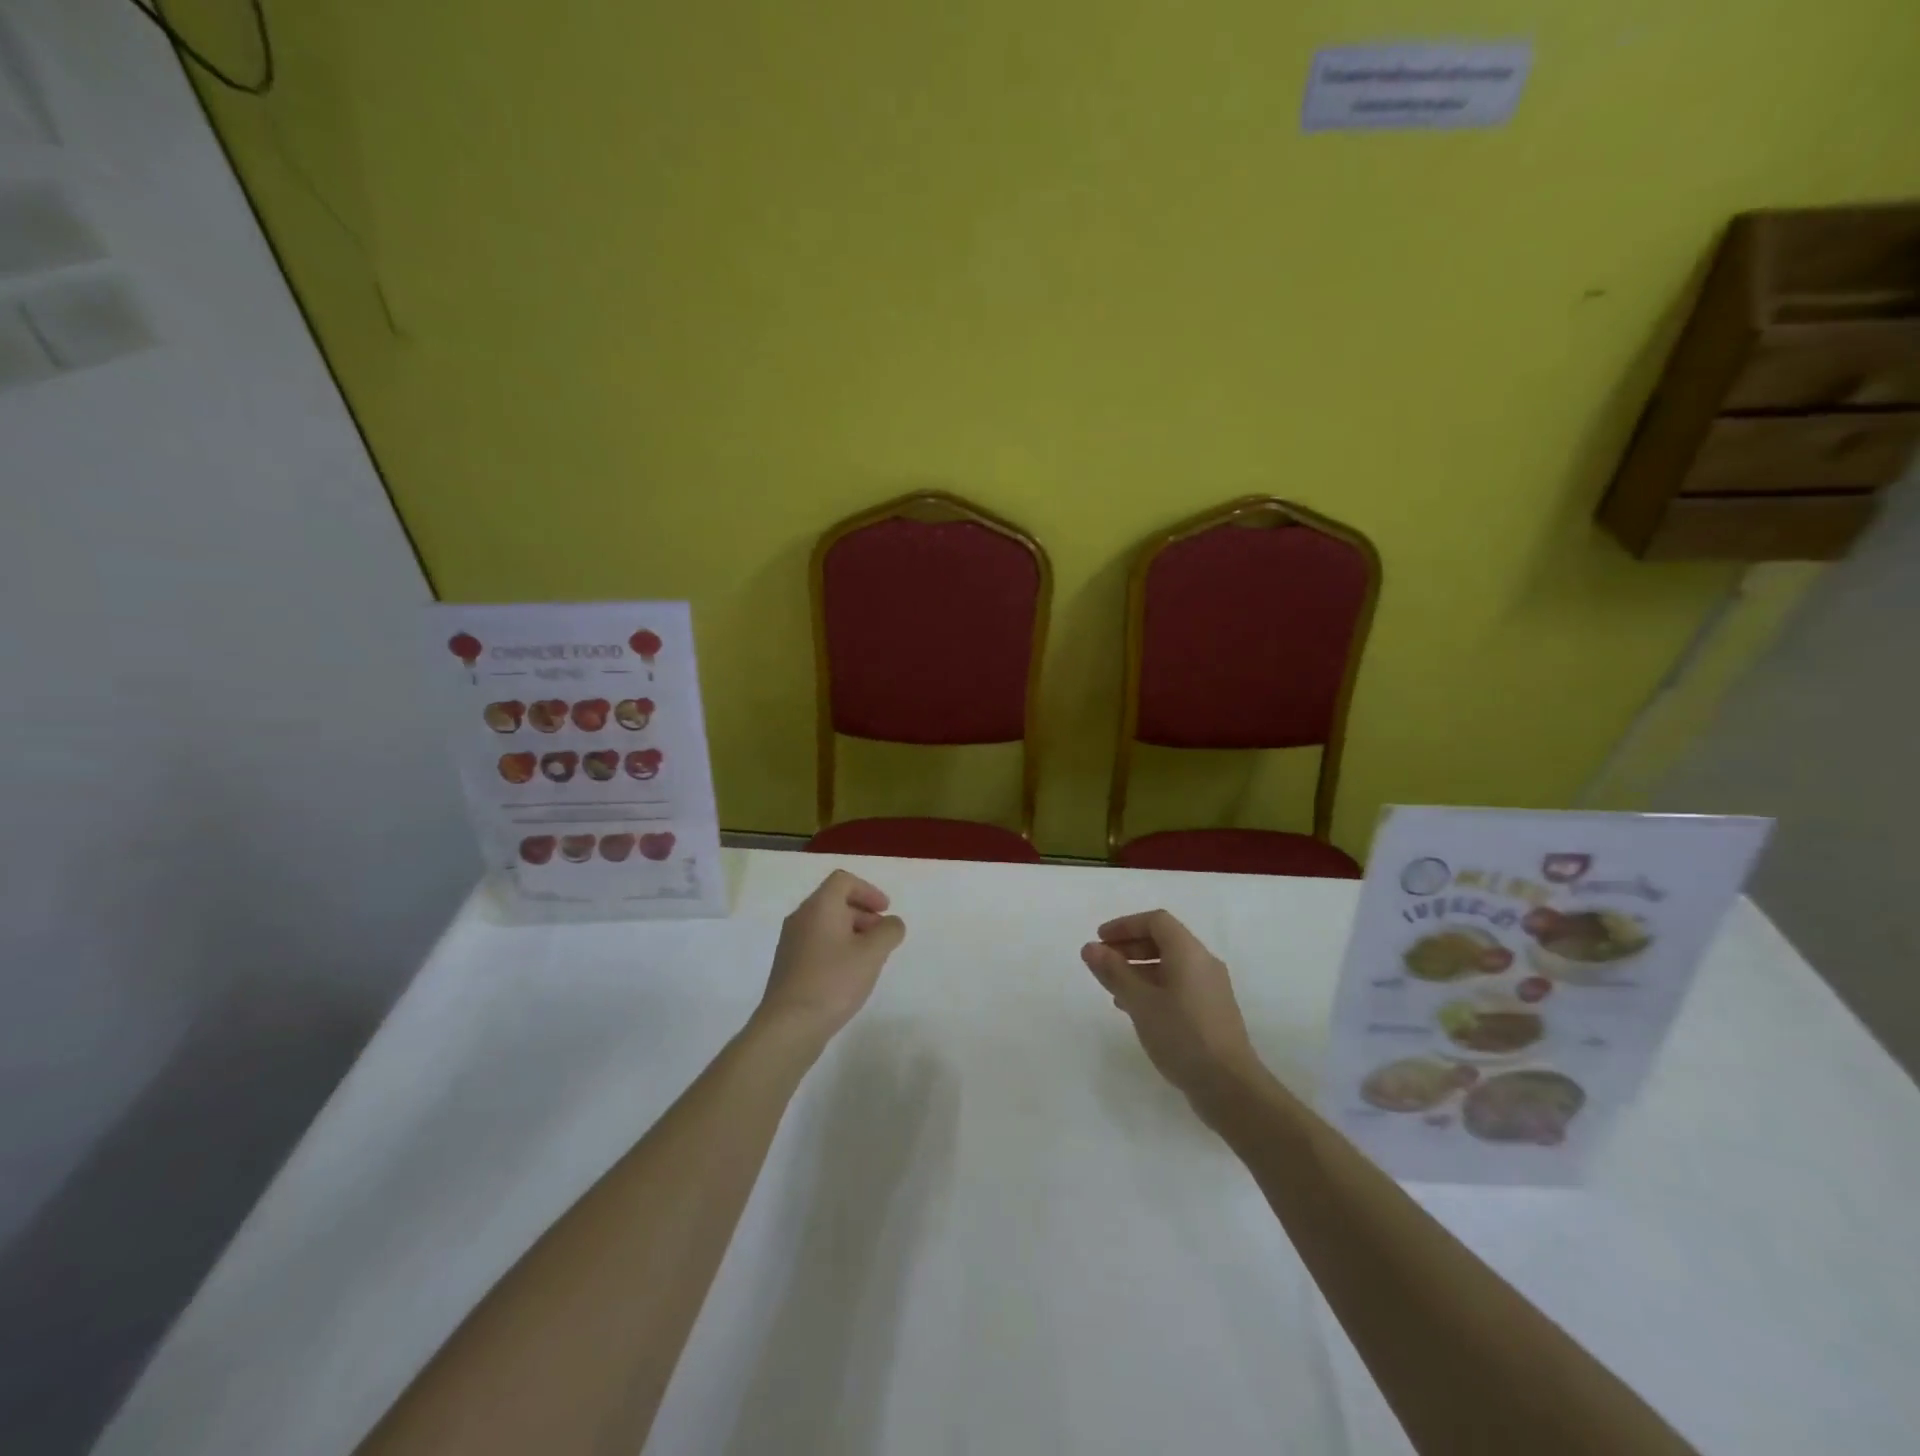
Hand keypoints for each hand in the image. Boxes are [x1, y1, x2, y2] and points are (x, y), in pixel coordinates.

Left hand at [755, 870, 906, 1042]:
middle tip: (882, 936)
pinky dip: (837, 947)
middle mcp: (801, 917)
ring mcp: (791, 942)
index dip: (868, 891)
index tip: (885, 911)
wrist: (789, 1025)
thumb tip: (892, 923)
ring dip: (851, 932)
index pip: (843, 880)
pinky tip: (849, 974)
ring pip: (826, 924)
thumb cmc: (834, 981)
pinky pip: (817, 943)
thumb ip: (889, 931)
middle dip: (863, 913)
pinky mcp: (788, 965)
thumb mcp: (872, 954)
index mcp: (819, 906)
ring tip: (869, 957)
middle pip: (834, 901)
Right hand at [1082, 910, 1262, 1106]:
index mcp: (1189, 952)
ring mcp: (1211, 989)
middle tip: (1102, 962)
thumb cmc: (1182, 1035)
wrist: (1229, 1087)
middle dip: (1130, 946)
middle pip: (1164, 941)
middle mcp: (1203, 963)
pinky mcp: (1212, 1012)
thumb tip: (1090, 948)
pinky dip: (1153, 987)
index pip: (1156, 921)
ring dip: (1139, 969)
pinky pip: (1178, 986)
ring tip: (1113, 987)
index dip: (1125, 925)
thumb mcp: (1140, 1002)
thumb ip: (1114, 972)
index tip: (1099, 940)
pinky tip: (1136, 1009)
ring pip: (1170, 965)